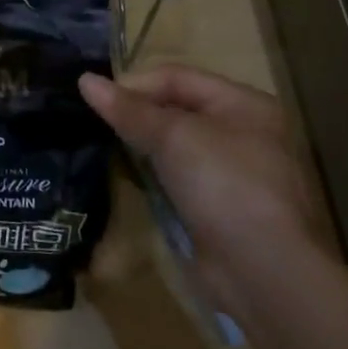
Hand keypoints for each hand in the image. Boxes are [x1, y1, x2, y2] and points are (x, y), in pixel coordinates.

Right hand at [79, 65, 324, 312]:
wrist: (262, 271)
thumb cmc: (224, 184)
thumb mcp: (173, 136)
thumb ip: (128, 108)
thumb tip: (85, 80)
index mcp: (244, 104)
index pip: (177, 77)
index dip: (135, 84)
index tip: (96, 100)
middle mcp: (243, 132)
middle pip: (176, 108)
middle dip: (137, 113)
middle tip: (96, 121)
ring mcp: (233, 172)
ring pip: (175, 144)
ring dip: (143, 144)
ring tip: (106, 145)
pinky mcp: (220, 205)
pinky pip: (178, 176)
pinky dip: (154, 173)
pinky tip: (130, 177)